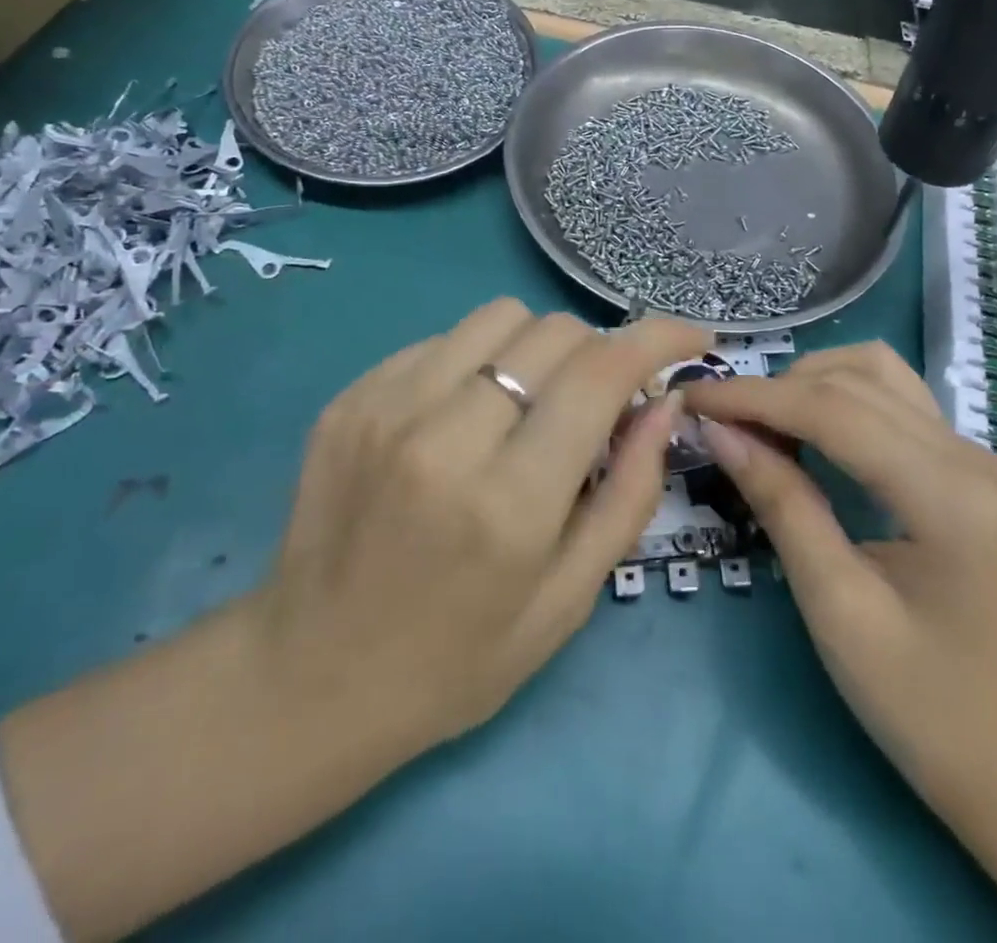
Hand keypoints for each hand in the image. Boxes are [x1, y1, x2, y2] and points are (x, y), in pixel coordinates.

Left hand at [0, 300, 708, 941]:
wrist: (306, 679)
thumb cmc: (456, 659)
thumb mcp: (568, 599)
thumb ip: (629, 492)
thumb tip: (664, 402)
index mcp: (509, 501)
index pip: (601, 373)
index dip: (658, 338)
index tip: (690, 337)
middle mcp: (445, 436)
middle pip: (554, 332)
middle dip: (598, 352)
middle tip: (600, 399)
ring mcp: (386, 407)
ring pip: (499, 317)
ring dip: (538, 347)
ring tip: (532, 402)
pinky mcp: (351, 398)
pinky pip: (443, 340)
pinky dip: (478, 362)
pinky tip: (468, 416)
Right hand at [687, 346, 996, 942]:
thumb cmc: (918, 701)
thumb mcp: (835, 605)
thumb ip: (780, 502)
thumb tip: (718, 431)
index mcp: (949, 494)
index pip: (835, 412)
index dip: (756, 398)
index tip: (694, 398)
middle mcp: (971, 454)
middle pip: (854, 381)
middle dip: (774, 389)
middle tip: (716, 419)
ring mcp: (974, 453)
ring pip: (875, 372)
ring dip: (808, 382)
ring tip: (759, 422)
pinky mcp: (965, 462)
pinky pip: (892, 397)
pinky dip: (837, 396)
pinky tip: (804, 426)